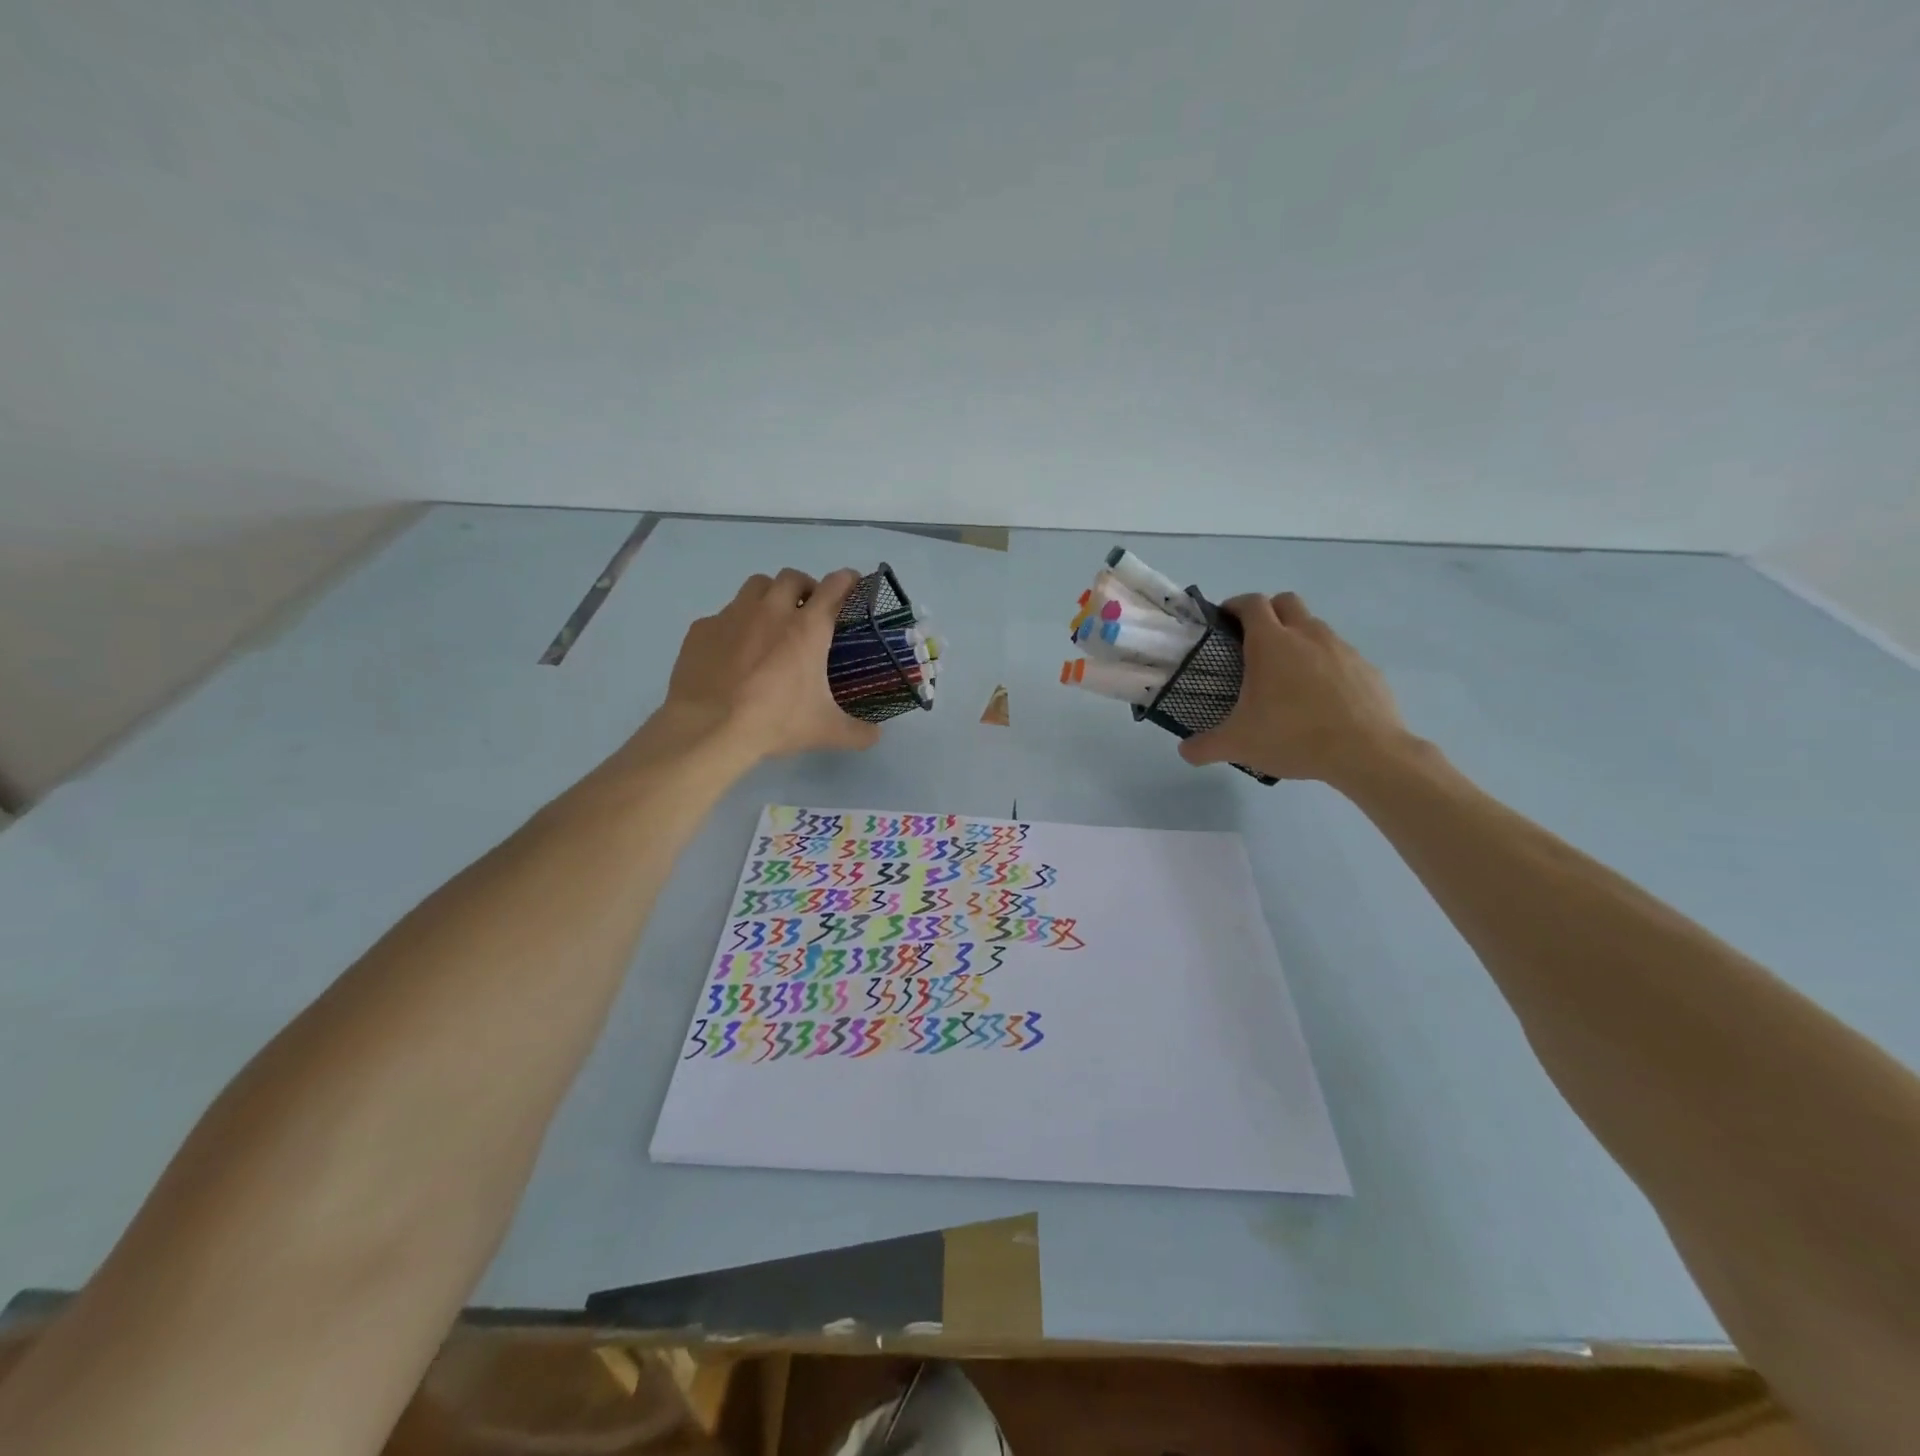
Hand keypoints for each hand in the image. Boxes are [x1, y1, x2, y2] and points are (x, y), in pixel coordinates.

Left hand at [651, 568, 882, 760]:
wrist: (708, 728)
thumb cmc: (775, 722)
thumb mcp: (825, 731)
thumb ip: (858, 732)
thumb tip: (876, 735)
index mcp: (808, 628)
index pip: (835, 586)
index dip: (848, 581)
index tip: (853, 585)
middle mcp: (772, 610)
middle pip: (792, 577)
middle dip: (805, 588)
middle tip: (808, 612)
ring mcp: (732, 615)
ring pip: (756, 586)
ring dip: (769, 596)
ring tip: (771, 622)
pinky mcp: (702, 629)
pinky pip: (723, 615)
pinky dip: (734, 625)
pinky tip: (733, 652)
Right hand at [1179, 592, 1411, 785]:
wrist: (1366, 752)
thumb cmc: (1293, 736)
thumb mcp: (1238, 745)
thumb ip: (1205, 747)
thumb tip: (1185, 751)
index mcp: (1271, 643)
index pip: (1251, 603)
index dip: (1235, 605)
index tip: (1225, 620)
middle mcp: (1307, 635)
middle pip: (1285, 601)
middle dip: (1268, 612)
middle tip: (1254, 641)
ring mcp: (1341, 648)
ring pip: (1315, 626)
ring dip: (1298, 636)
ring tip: (1287, 673)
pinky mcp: (1366, 667)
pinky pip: (1339, 654)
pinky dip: (1325, 663)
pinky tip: (1320, 696)